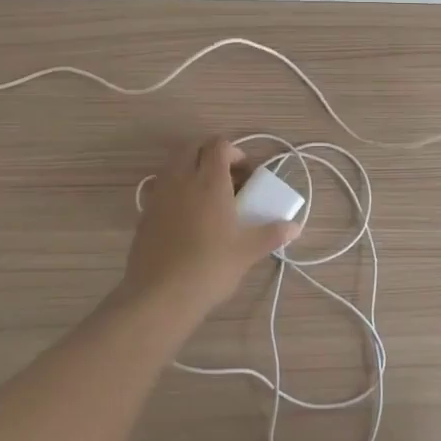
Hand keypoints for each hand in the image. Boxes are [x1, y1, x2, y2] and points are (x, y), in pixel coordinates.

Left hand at [123, 138, 301, 319]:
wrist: (159, 294)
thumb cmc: (210, 267)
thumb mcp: (247, 252)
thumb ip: (272, 234)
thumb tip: (295, 227)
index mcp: (209, 180)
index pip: (219, 145)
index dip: (234, 152)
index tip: (246, 173)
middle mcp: (181, 178)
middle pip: (192, 147)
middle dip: (210, 154)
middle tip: (227, 177)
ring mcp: (159, 193)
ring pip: (173, 163)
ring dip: (190, 168)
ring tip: (206, 194)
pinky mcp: (144, 211)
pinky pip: (160, 185)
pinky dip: (174, 188)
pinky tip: (185, 214)